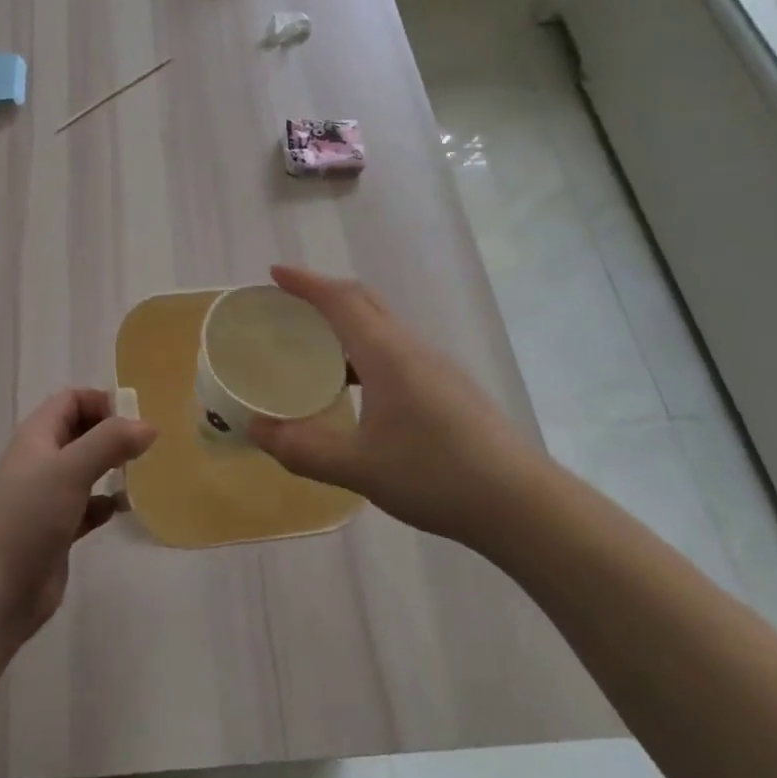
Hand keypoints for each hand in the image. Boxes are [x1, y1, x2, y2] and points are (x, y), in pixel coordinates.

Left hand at [0, 389, 154, 659]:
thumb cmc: (27, 518)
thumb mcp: (70, 470)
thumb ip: (110, 442)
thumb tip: (148, 425)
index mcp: (36, 436)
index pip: (70, 401)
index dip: (101, 401)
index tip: (135, 417)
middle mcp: (40, 461)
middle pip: (79, 432)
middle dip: (111, 433)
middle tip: (146, 444)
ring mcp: (46, 498)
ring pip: (84, 470)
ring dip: (111, 468)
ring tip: (143, 473)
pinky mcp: (55, 532)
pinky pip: (86, 507)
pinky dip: (105, 504)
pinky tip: (124, 510)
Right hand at [247, 266, 544, 553]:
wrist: (521, 503)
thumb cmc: (436, 475)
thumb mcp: (359, 467)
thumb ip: (302, 449)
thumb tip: (255, 430)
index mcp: (387, 353)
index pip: (341, 299)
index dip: (306, 282)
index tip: (275, 274)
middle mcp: (411, 347)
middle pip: (364, 301)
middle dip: (324, 294)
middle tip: (289, 305)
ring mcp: (435, 365)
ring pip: (383, 325)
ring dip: (347, 322)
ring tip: (315, 346)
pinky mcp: (449, 386)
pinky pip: (396, 348)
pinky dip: (366, 348)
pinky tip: (358, 386)